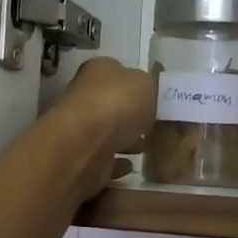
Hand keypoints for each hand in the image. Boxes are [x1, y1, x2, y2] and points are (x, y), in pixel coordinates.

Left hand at [55, 57, 155, 196]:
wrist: (86, 145)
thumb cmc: (117, 105)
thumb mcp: (149, 84)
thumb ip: (153, 86)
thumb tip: (151, 91)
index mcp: (98, 71)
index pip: (118, 72)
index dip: (137, 85)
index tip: (156, 99)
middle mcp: (84, 97)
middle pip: (113, 105)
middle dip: (132, 116)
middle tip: (155, 126)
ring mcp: (80, 130)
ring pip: (107, 134)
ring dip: (125, 140)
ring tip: (147, 147)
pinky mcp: (82, 158)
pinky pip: (104, 161)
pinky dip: (116, 164)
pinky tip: (130, 167)